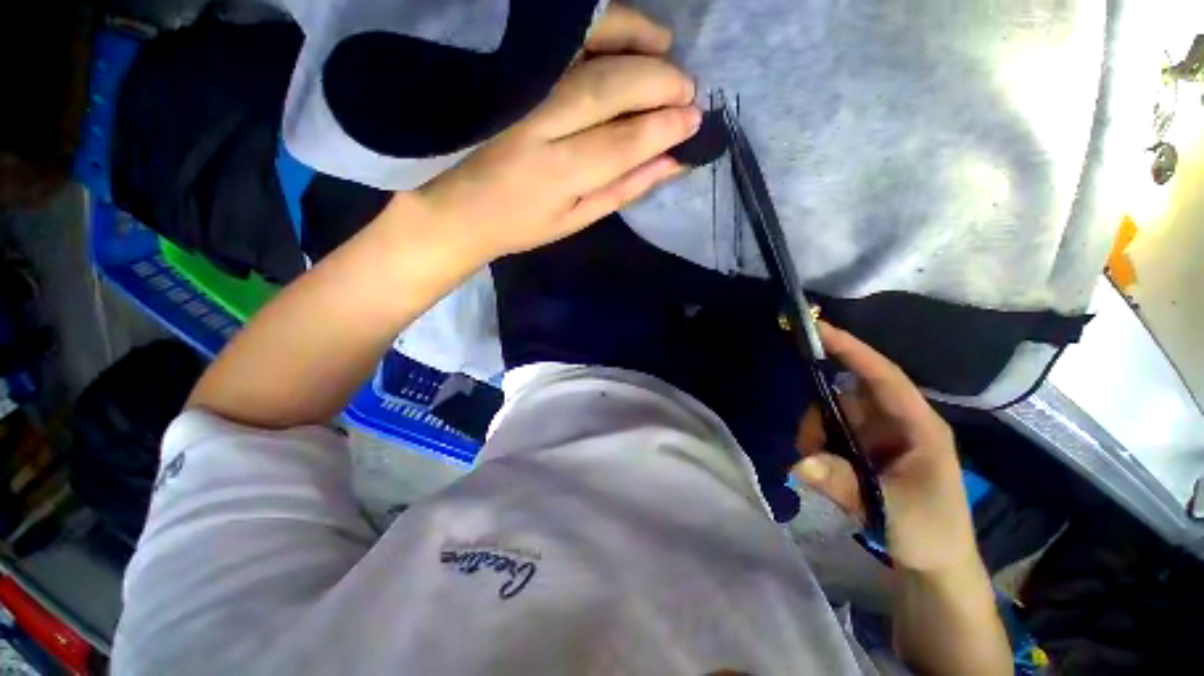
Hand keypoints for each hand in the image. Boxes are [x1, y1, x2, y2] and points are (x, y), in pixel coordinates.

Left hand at [414, 5, 698, 261]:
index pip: (623, 144)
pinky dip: (598, 29)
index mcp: (559, 176)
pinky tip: (625, 34)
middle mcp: (540, 127)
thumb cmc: (524, 224)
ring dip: (635, 44)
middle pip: (609, 90)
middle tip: (688, 90)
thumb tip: (673, 162)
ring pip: (587, 55)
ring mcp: (522, 94)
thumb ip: (625, 189)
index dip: (664, 128)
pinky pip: (561, 42)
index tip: (695, 120)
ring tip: (666, 51)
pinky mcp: (511, 76)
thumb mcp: (579, 220)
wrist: (463, 207)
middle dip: (658, 84)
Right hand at [793, 322, 979, 572]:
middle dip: (819, 412)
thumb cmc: (928, 530)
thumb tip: (798, 461)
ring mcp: (876, 435)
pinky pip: (829, 433)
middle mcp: (895, 422)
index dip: (851, 349)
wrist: (934, 564)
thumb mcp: (890, 509)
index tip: (817, 329)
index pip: (882, 375)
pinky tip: (815, 466)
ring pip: (832, 413)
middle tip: (806, 443)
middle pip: (845, 394)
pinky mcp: (861, 450)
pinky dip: (815, 445)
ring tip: (813, 464)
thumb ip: (843, 482)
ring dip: (814, 433)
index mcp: (917, 424)